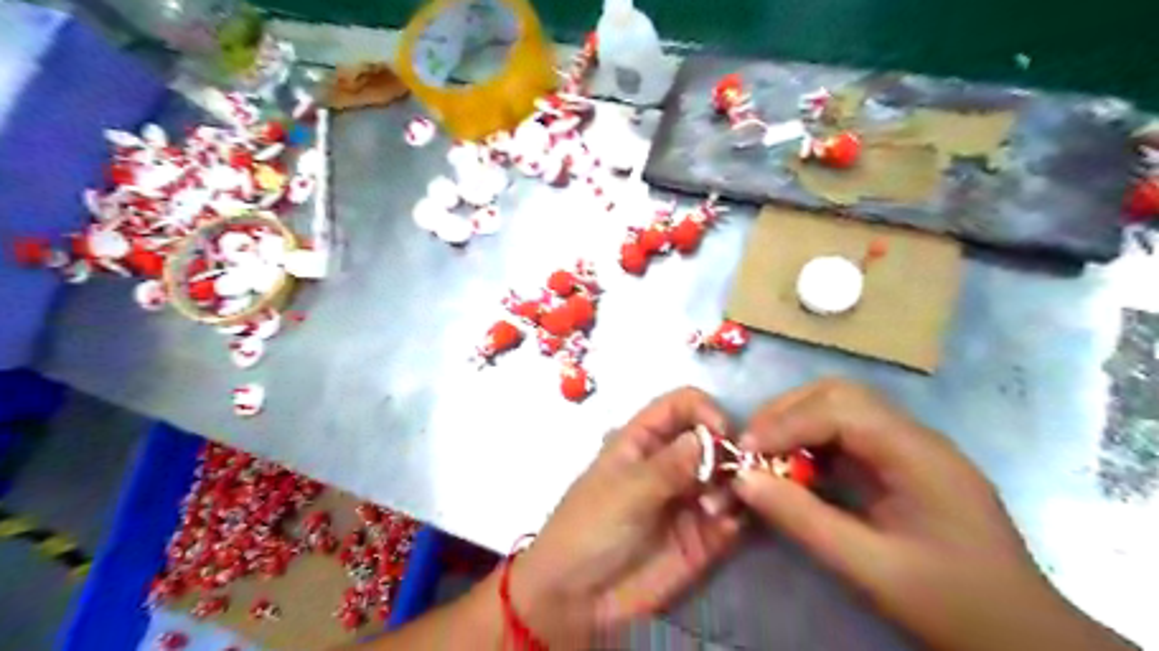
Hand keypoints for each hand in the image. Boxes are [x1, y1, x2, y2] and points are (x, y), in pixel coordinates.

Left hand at [510, 388, 746, 647]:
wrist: (577, 599)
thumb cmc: (588, 529)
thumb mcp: (624, 492)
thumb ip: (668, 466)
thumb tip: (706, 436)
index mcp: (643, 440)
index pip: (681, 405)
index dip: (704, 410)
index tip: (723, 431)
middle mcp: (671, 464)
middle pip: (713, 440)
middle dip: (728, 451)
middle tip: (733, 473)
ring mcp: (688, 500)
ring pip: (728, 478)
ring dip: (733, 487)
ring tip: (714, 509)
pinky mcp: (702, 537)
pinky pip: (731, 519)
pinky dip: (736, 518)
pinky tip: (725, 529)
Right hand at [732, 378, 1133, 649]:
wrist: (1021, 636)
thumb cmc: (951, 603)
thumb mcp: (870, 569)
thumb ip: (803, 520)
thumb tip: (742, 479)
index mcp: (917, 454)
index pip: (838, 409)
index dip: (785, 423)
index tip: (745, 452)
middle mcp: (914, 436)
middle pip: (839, 394)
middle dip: (787, 412)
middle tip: (752, 446)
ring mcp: (909, 446)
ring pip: (841, 407)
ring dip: (797, 422)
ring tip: (766, 453)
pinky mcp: (901, 462)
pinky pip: (847, 433)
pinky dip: (812, 441)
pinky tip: (796, 467)